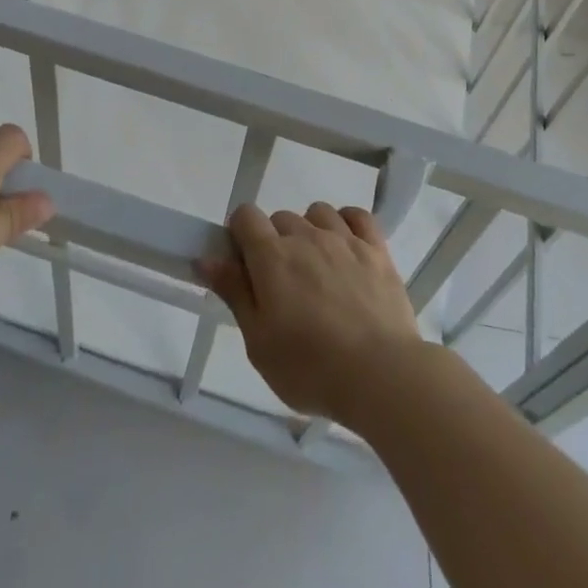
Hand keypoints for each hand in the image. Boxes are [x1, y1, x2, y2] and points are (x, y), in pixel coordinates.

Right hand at [198, 202, 426, 424]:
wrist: (381, 374)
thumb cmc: (310, 368)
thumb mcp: (258, 341)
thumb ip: (234, 292)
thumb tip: (206, 257)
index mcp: (272, 256)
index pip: (245, 216)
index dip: (239, 234)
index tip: (243, 265)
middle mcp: (306, 236)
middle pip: (280, 218)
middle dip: (274, 242)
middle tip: (281, 285)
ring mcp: (345, 239)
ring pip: (318, 213)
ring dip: (310, 231)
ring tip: (316, 269)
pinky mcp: (376, 249)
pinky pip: (357, 216)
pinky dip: (347, 223)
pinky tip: (346, 247)